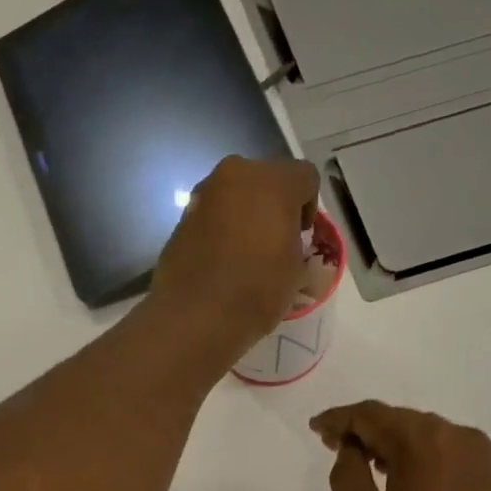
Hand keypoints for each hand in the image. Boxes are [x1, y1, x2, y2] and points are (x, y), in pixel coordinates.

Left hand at [149, 155, 320, 359]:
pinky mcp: (182, 216)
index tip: (301, 237)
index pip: (305, 178)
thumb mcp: (295, 269)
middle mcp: (236, 174)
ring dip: (245, 214)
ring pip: (236, 194)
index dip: (308, 207)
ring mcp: (204, 193)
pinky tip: (221, 259)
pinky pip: (212, 214)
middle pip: (266, 180)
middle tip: (275, 241)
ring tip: (245, 252)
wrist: (195, 316)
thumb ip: (294, 240)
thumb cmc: (256, 291)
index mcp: (273, 181)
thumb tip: (282, 238)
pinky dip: (221, 228)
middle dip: (274, 205)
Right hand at [312, 401, 490, 490]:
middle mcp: (453, 433)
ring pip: (422, 433)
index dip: (337, 420)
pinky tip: (403, 478)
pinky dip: (418, 455)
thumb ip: (346, 472)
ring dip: (391, 442)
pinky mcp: (489, 472)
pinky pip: (443, 450)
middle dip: (364, 430)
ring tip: (367, 464)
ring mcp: (477, 452)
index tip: (315, 428)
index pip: (369, 415)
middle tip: (335, 446)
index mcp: (420, 440)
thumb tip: (351, 449)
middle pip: (397, 419)